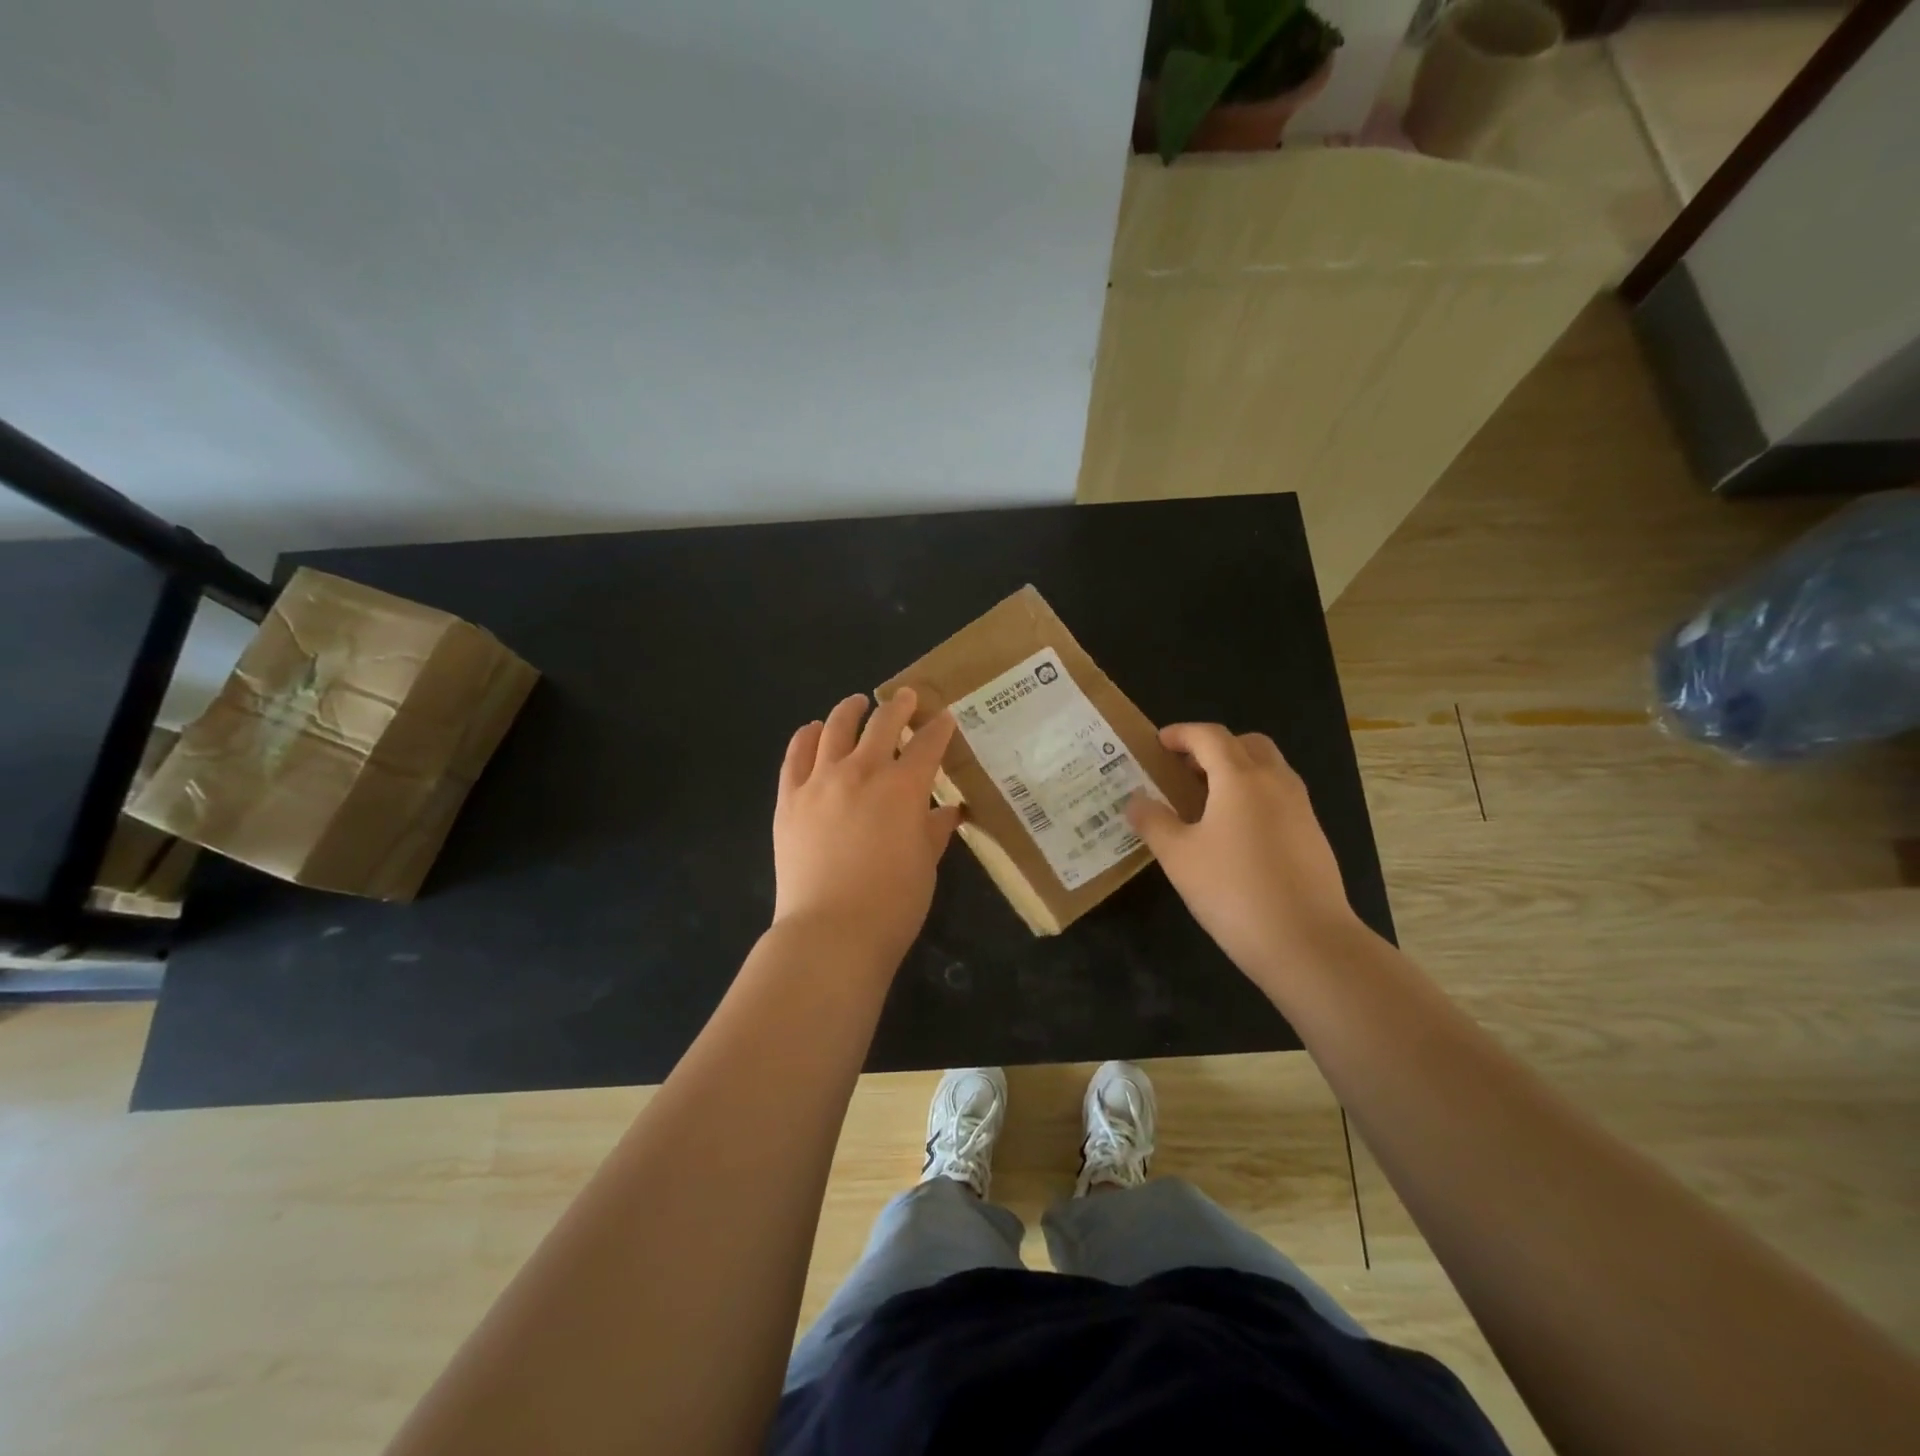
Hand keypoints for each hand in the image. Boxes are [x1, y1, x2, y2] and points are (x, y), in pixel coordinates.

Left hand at [772, 688, 962, 967]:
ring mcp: (820, 781)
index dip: (939, 729)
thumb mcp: (925, 864)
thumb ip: (934, 830)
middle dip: (899, 707)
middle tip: (907, 697)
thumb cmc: (892, 904)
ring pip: (835, 729)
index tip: (945, 718)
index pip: (927, 745)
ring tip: (857, 702)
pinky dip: (806, 736)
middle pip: (882, 725)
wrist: (830, 931)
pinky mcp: (789, 798)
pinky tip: (813, 730)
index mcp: (903, 788)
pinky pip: (796, 755)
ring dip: (850, 710)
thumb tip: (948, 810)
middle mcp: (862, 772)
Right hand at [1125, 723, 1360, 983]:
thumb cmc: (1233, 891)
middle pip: (1246, 743)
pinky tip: (1235, 832)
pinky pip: (1280, 796)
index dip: (1181, 734)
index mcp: (1240, 778)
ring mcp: (1301, 809)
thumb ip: (1153, 822)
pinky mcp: (1313, 836)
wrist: (1307, 942)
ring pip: (1269, 769)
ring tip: (1206, 800)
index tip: (1159, 743)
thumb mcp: (1178, 857)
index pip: (1209, 736)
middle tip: (1185, 768)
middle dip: (1214, 747)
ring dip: (1237, 770)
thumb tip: (1135, 800)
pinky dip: (1254, 795)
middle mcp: (1275, 782)